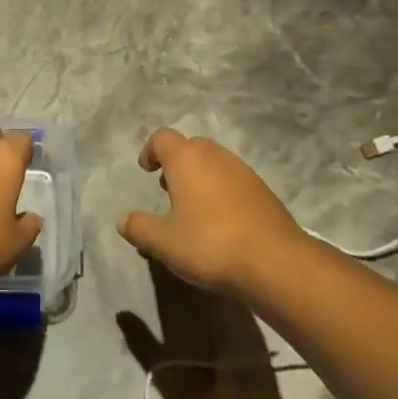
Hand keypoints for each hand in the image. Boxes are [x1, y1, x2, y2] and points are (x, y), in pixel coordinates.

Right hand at [116, 128, 307, 297]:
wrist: (275, 261)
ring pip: (214, 162)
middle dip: (176, 163)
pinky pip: (233, 179)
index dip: (150, 150)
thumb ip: (139, 227)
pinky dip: (221, 190)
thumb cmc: (210, 244)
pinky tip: (221, 221)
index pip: (162, 137)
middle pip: (190, 146)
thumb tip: (122, 219)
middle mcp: (214, 155)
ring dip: (200, 176)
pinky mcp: (262, 189)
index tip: (146, 171)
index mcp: (186, 158)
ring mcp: (242, 170)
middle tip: (167, 189)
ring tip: (193, 207)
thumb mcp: (164, 242)